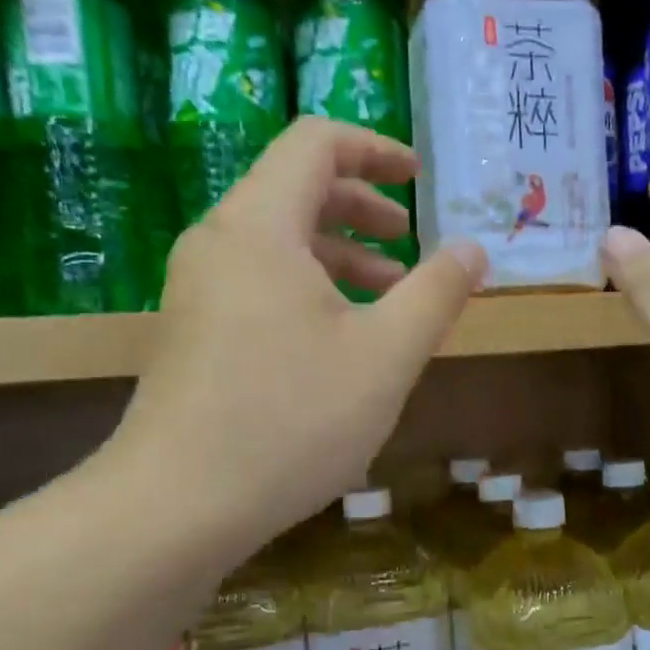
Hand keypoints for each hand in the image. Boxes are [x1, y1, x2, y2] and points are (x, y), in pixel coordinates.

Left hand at [106, 118, 485, 553]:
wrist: (177, 505)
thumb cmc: (291, 419)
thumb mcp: (386, 355)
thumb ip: (436, 293)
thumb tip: (472, 248)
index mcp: (260, 225)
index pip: (315, 143)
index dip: (375, 149)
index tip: (420, 178)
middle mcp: (219, 242)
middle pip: (294, 189)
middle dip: (362, 206)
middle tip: (410, 241)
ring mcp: (197, 289)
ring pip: (277, 242)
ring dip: (339, 254)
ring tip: (389, 295)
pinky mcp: (193, 332)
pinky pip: (258, 282)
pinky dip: (308, 288)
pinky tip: (342, 340)